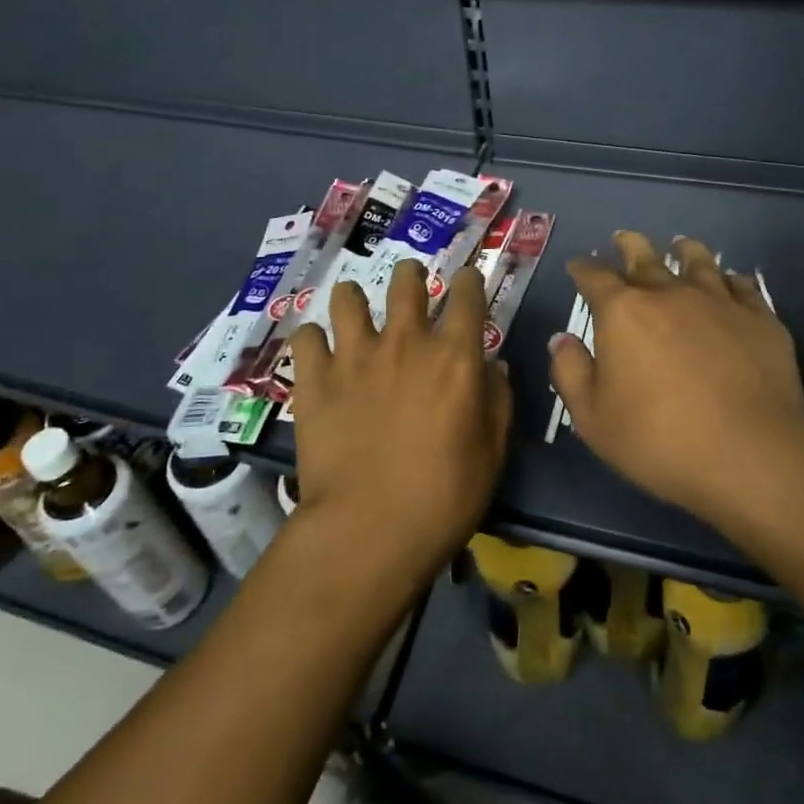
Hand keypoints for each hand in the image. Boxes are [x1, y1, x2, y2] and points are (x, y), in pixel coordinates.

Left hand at [288, 259, 512, 578]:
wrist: (370, 529)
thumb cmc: (444, 496)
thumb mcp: (492, 452)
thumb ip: (497, 400)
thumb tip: (493, 366)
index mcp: (455, 356)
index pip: (467, 295)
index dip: (468, 281)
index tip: (466, 281)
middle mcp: (405, 341)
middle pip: (406, 281)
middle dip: (411, 274)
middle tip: (411, 282)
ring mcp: (354, 355)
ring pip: (349, 297)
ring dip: (354, 298)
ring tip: (355, 310)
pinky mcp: (314, 378)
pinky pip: (306, 337)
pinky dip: (313, 341)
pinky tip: (318, 354)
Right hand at [549, 231, 803, 521]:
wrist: (749, 454)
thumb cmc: (658, 439)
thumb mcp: (592, 417)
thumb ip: (571, 372)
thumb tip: (562, 339)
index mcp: (623, 313)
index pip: (595, 277)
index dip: (582, 269)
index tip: (577, 266)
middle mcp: (669, 294)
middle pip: (645, 257)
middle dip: (629, 246)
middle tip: (623, 239)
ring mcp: (719, 302)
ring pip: (699, 261)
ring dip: (684, 250)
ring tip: (681, 245)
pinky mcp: (760, 319)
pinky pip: (742, 286)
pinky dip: (730, 279)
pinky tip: (730, 282)